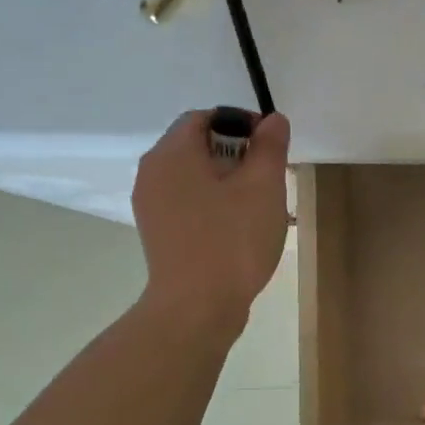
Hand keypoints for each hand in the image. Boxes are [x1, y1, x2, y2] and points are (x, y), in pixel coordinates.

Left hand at [132, 110, 289, 324]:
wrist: (197, 307)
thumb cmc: (233, 240)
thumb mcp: (263, 187)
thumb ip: (269, 147)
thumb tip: (272, 120)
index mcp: (172, 154)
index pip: (203, 117)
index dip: (240, 123)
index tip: (270, 147)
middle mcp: (152, 173)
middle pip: (197, 146)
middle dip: (237, 154)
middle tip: (270, 178)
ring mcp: (152, 205)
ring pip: (194, 176)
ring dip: (228, 181)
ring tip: (259, 205)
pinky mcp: (159, 232)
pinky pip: (188, 202)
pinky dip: (213, 203)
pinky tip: (239, 227)